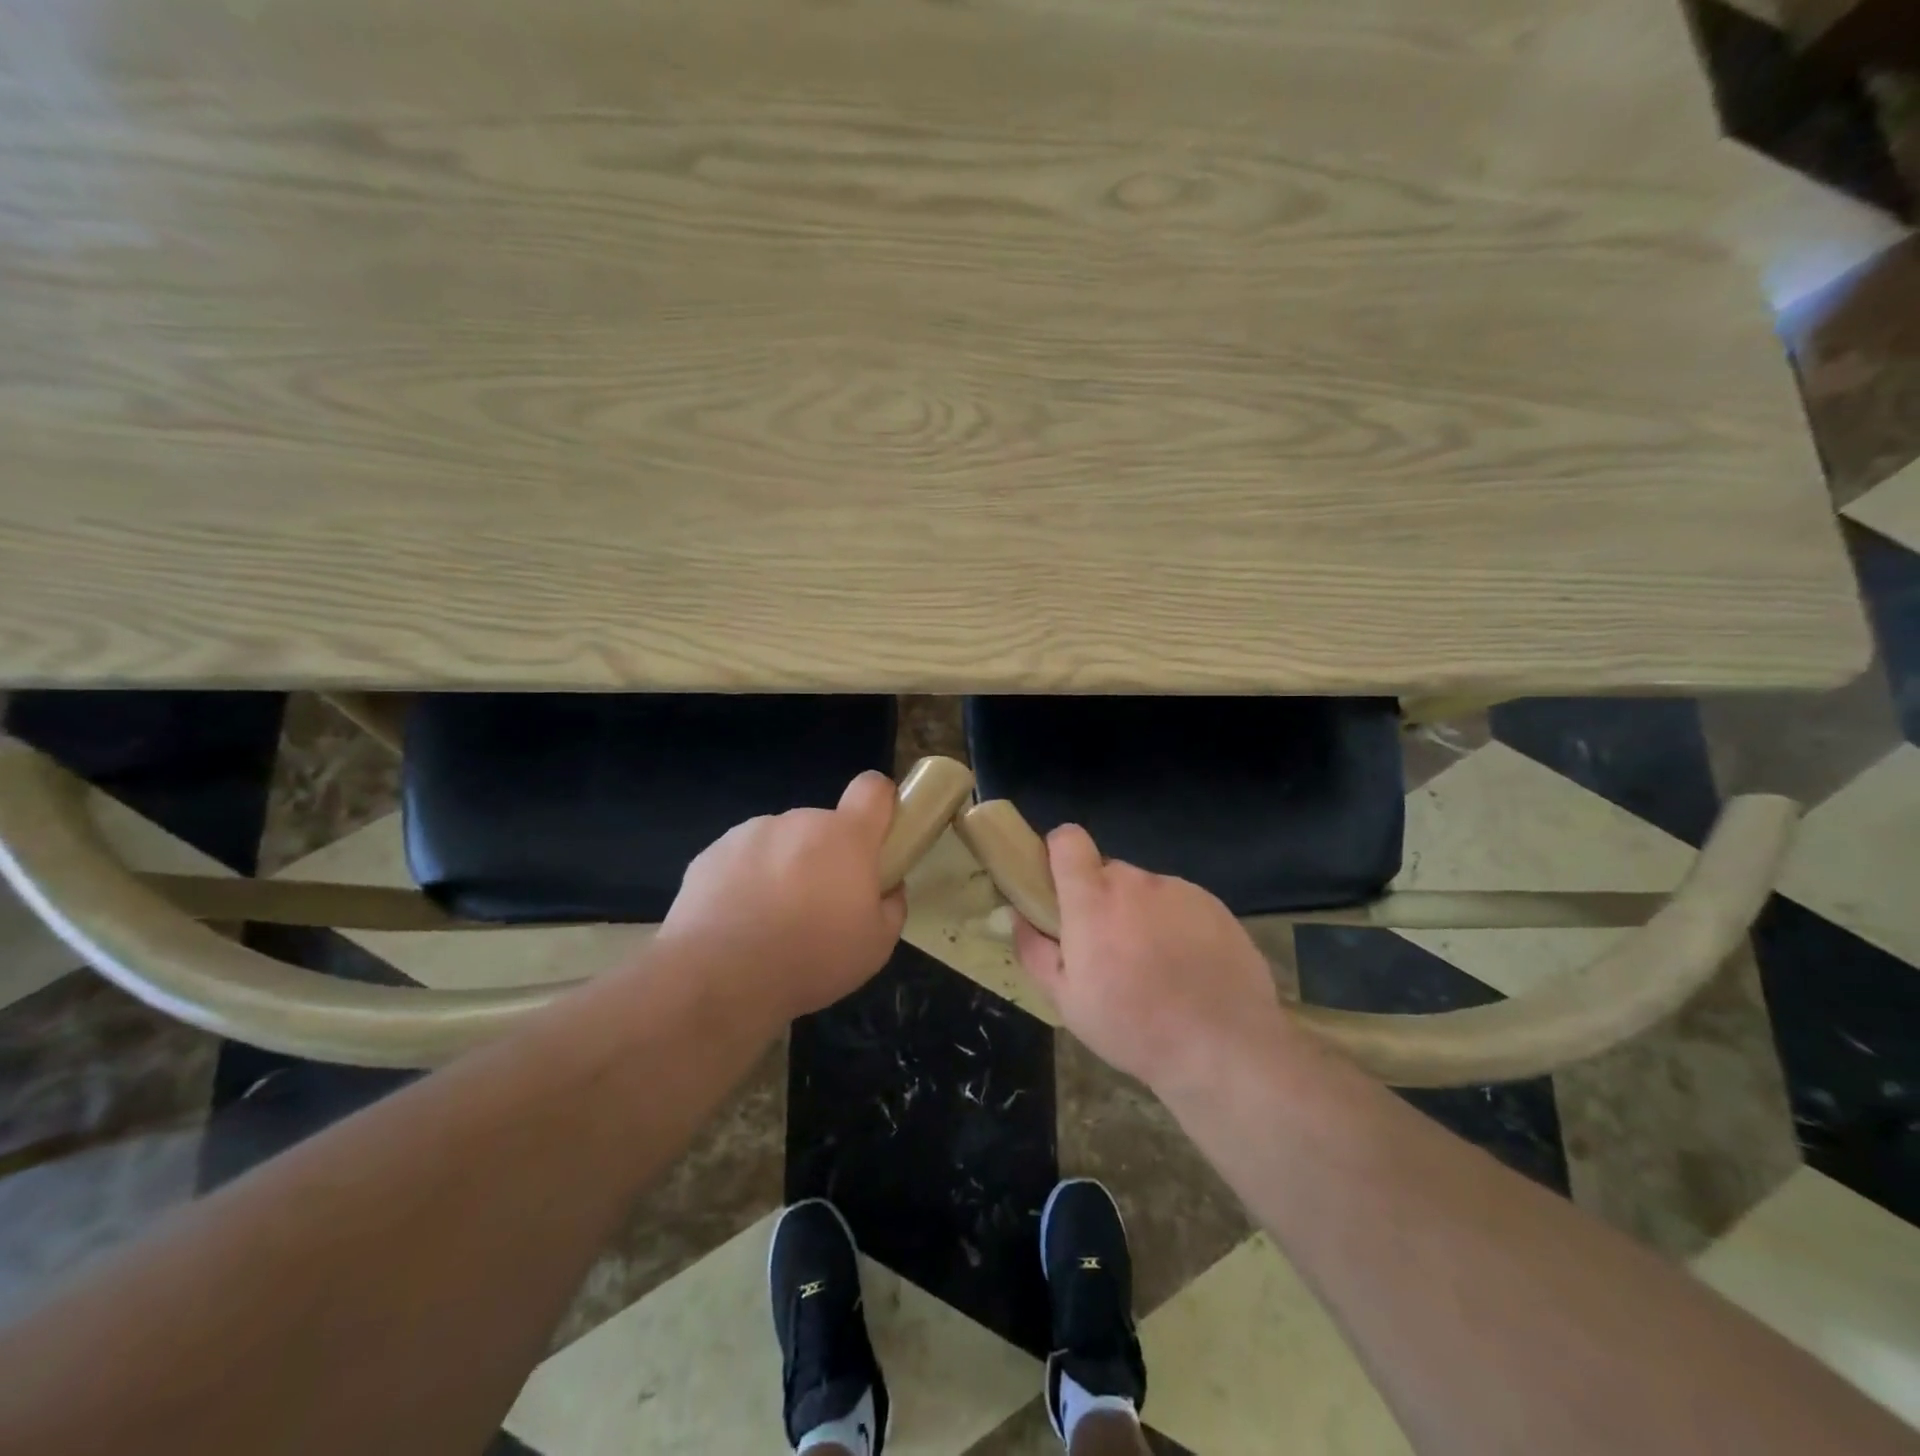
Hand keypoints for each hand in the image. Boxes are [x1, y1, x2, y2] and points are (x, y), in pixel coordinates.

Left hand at [661, 771, 907, 1021]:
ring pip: (780, 842)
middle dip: (826, 856)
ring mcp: (750, 833)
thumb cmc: (811, 959)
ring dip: (784, 867)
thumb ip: (891, 906)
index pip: (872, 788)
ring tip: (770, 920)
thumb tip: (887, 888)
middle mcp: (798, 822)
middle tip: (819, 906)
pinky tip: (737, 923)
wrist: (719, 978)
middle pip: (823, 826)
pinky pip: (741, 859)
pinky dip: (744, 881)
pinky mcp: (711, 853)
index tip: (877, 836)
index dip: (879, 804)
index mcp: (845, 836)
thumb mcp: (876, 946)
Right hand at [1013, 823, 1295, 1091]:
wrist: (1222, 1048)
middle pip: (1107, 872)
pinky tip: (1187, 969)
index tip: (1059, 886)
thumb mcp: (1066, 1000)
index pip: (1068, 839)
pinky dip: (1176, 925)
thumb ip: (1034, 949)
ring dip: (1140, 914)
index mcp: (1093, 898)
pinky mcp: (1215, 906)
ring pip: (1146, 890)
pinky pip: (1181, 904)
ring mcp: (1180, 890)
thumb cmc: (1132, 1026)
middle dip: (1101, 900)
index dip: (1059, 853)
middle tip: (1108, 949)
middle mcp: (1136, 882)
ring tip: (1154, 966)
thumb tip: (1018, 915)